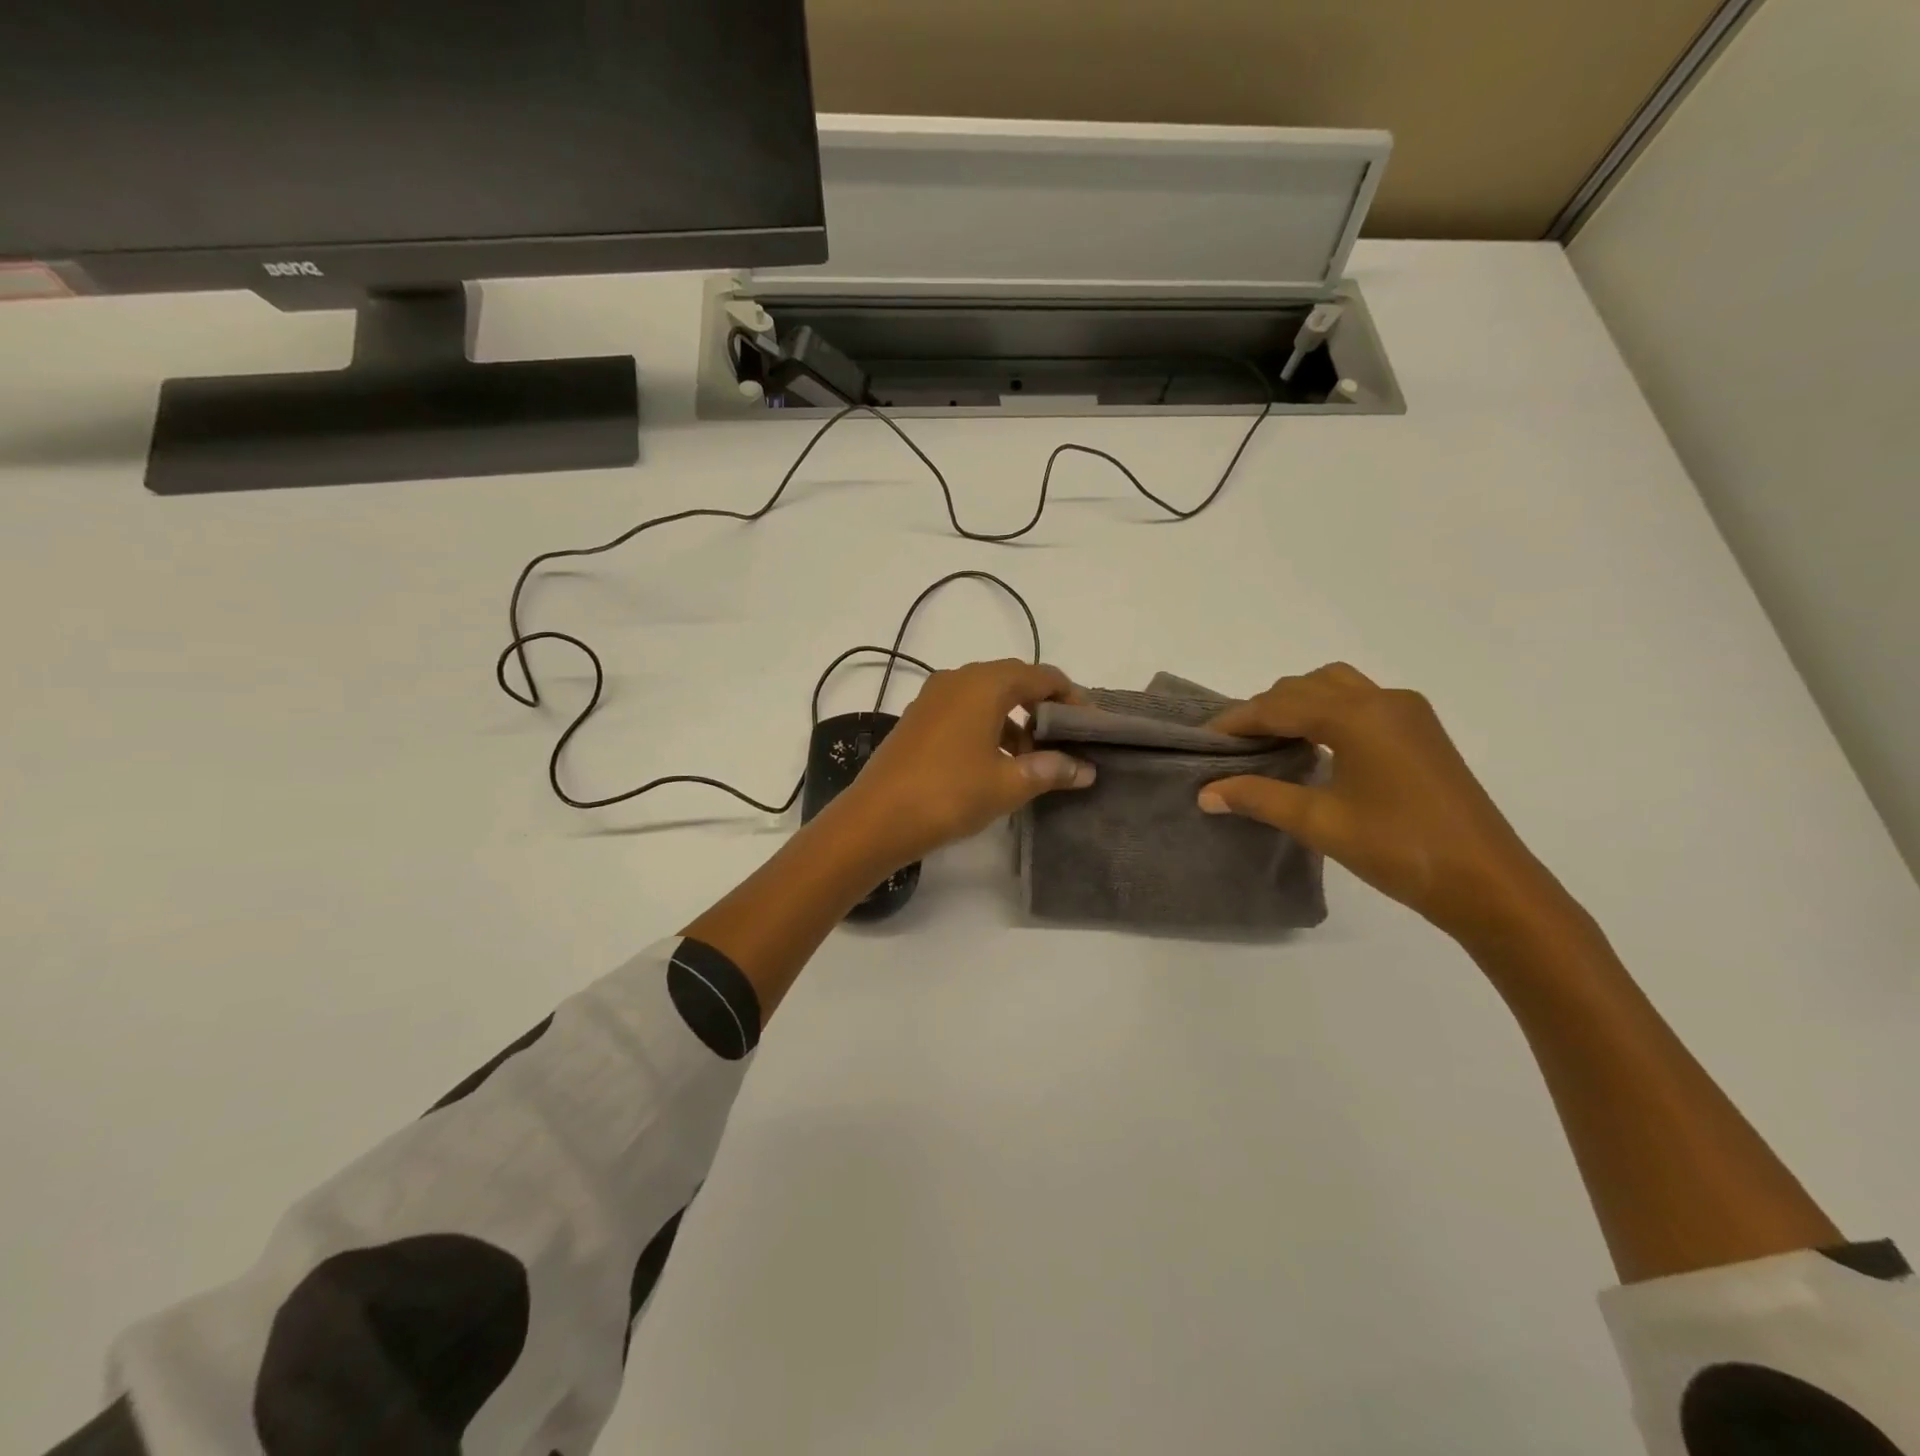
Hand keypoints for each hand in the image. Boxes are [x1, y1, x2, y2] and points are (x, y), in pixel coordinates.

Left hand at [828, 659, 1094, 871]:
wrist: (876, 819)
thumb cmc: (949, 794)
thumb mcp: (1008, 784)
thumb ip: (1051, 770)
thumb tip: (1085, 769)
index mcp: (984, 684)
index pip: (1041, 676)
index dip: (1071, 697)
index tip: (1089, 726)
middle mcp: (957, 680)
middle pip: (1013, 681)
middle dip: (1042, 707)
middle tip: (1065, 740)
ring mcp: (932, 698)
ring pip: (986, 697)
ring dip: (1014, 720)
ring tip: (1031, 758)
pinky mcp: (917, 719)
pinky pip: (963, 711)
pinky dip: (987, 727)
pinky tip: (995, 762)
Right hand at [1198, 663, 1568, 943]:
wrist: (1487, 881)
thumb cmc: (1398, 848)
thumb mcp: (1319, 822)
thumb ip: (1259, 797)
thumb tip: (1206, 792)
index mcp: (1356, 716)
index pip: (1279, 706)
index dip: (1237, 721)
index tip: (1204, 739)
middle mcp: (1383, 700)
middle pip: (1305, 687)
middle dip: (1265, 709)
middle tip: (1234, 746)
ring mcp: (1408, 713)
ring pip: (1336, 686)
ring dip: (1298, 703)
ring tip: (1272, 740)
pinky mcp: (1422, 731)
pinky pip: (1361, 701)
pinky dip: (1328, 711)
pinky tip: (1316, 745)